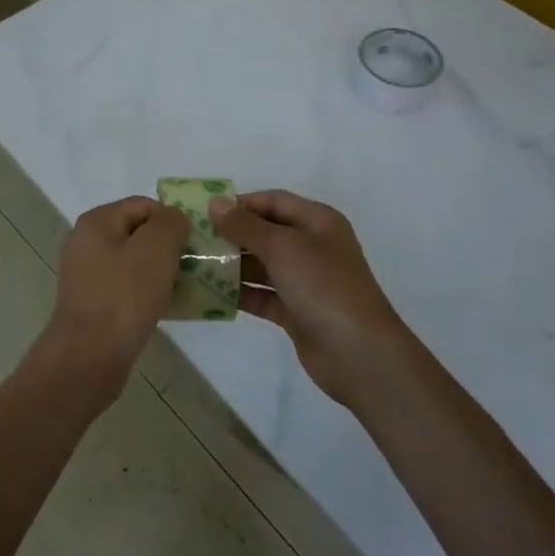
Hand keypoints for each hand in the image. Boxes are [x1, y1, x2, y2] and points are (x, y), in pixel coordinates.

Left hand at [41, 197, 190, 409]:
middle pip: (138, 233)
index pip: (143, 205)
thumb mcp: (156, 248)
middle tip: (193, 267)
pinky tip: (166, 308)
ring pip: (134, 262)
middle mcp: (86, 242)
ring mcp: (87, 275)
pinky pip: (128, 288)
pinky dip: (148, 293)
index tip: (193, 245)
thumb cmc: (124, 296)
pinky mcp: (93, 303)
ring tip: (184, 289)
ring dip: (161, 272)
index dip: (172, 220)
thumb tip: (174, 220)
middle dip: (168, 247)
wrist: (89, 357)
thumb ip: (170, 222)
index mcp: (96, 222)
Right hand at [209, 190, 413, 408]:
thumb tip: (215, 202)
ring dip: (232, 265)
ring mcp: (305, 281)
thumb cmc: (323, 287)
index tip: (205, 212)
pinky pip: (263, 295)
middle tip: (195, 240)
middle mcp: (312, 247)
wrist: (359, 354)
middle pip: (266, 232)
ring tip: (195, 265)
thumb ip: (246, 226)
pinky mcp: (296, 311)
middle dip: (232, 235)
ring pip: (262, 265)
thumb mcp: (283, 248)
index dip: (241, 204)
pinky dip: (241, 293)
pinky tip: (211, 293)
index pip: (273, 201)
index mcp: (318, 222)